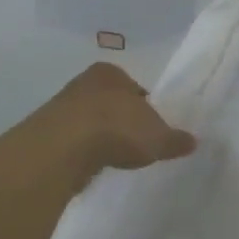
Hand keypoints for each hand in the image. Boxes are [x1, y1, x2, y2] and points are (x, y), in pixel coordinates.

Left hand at [26, 62, 196, 188]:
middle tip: (135, 143)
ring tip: (113, 158)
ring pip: (89, 121)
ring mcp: (60, 107)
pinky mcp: (45, 133)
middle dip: (121, 120)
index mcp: (111, 73)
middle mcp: (84, 83)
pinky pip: (73, 141)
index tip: (152, 128)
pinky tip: (92, 165)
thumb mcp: (157, 137)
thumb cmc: (116, 128)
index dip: (145, 108)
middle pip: (110, 102)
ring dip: (100, 137)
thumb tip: (193, 142)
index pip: (134, 88)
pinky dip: (83, 152)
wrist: (63, 148)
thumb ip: (175, 139)